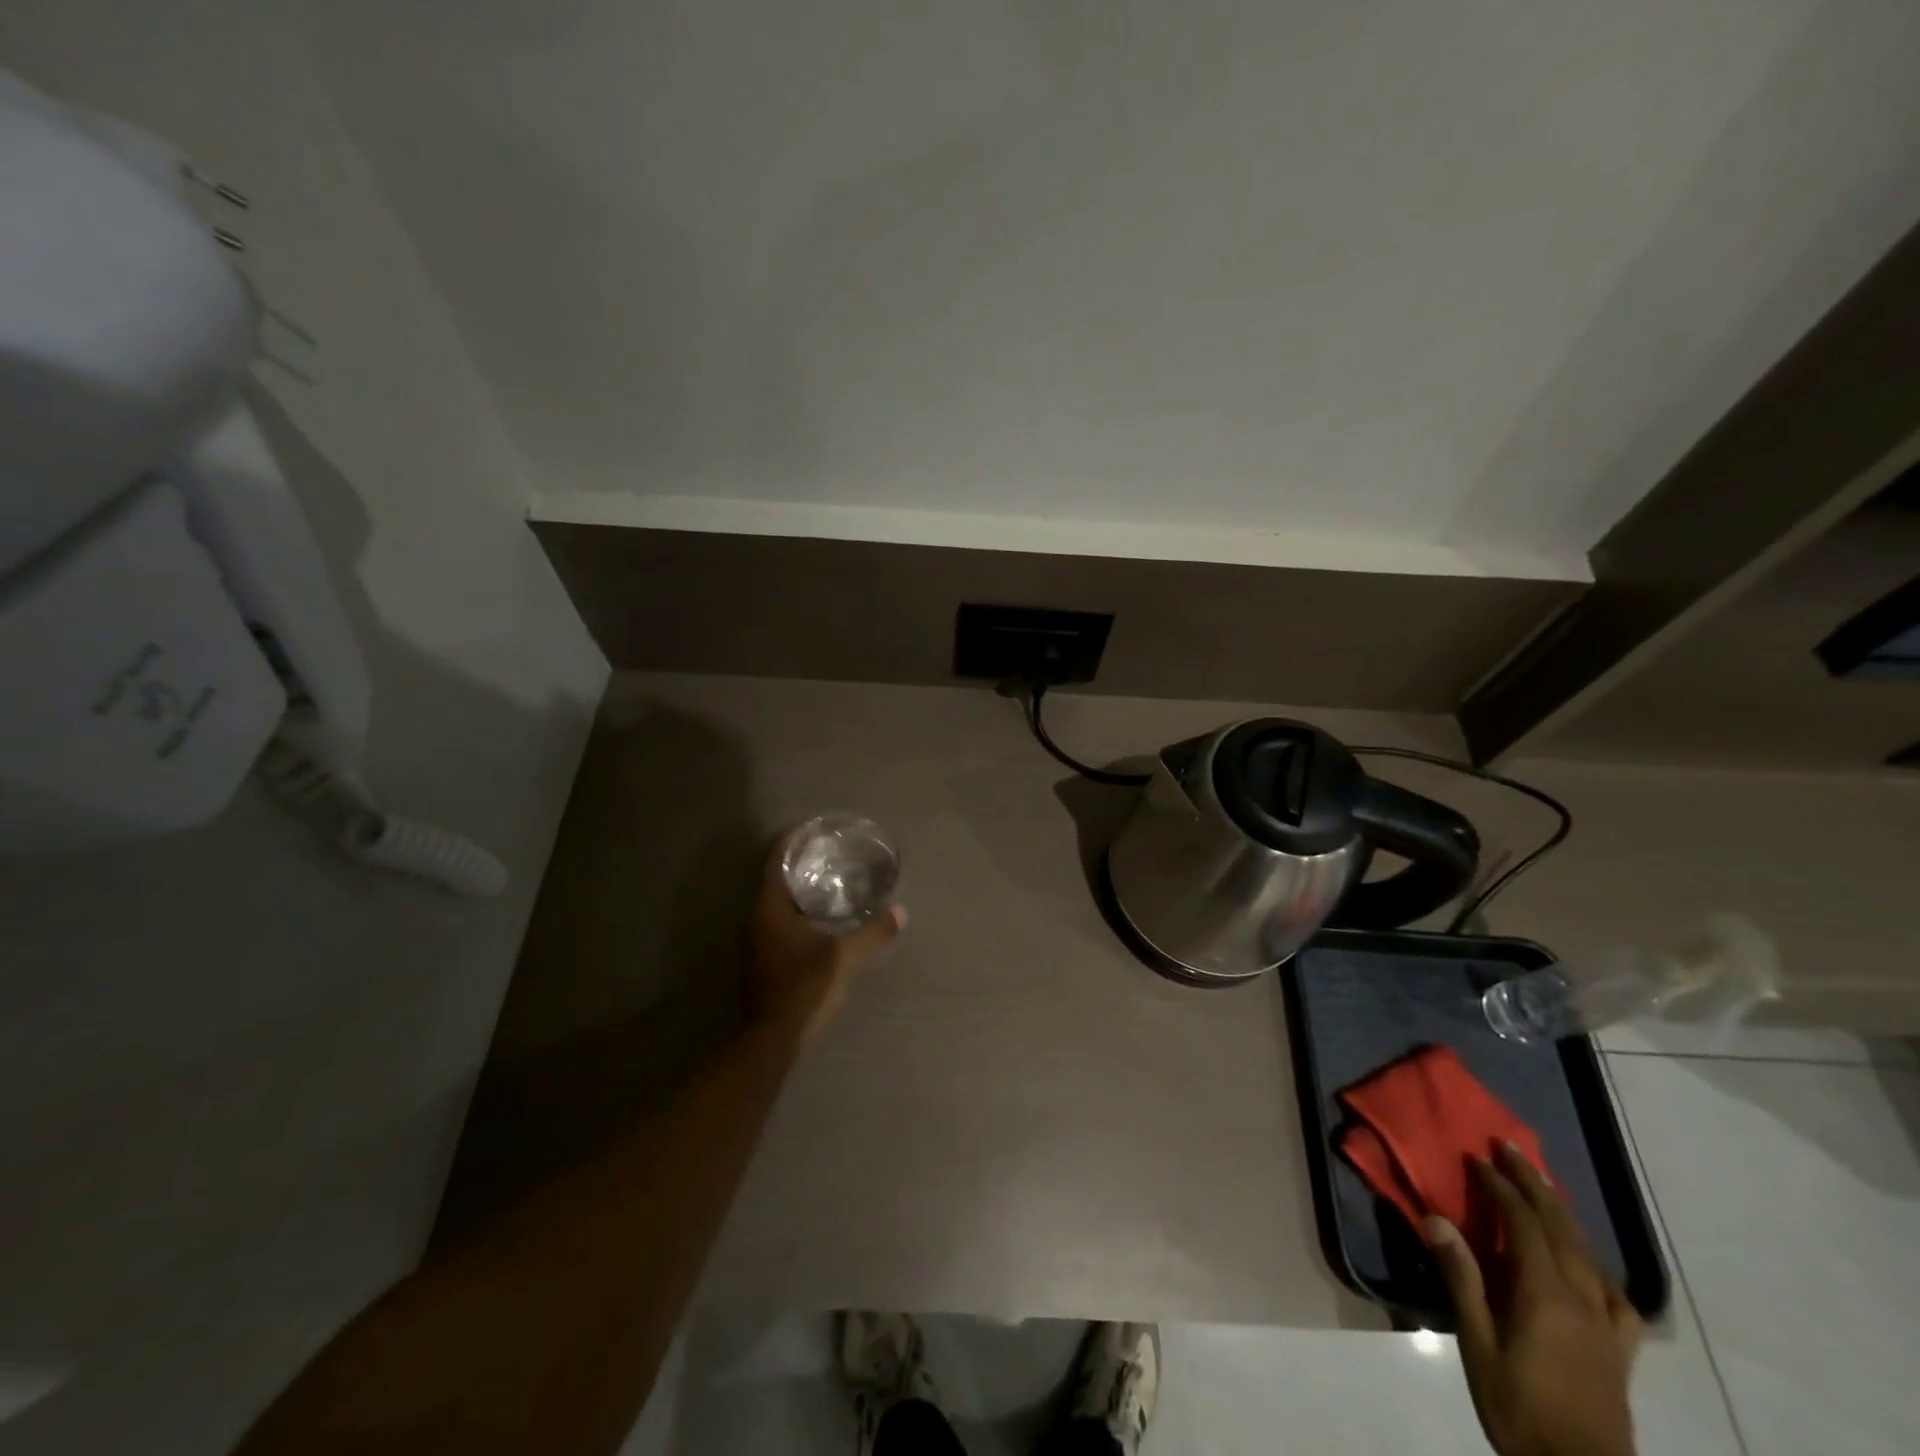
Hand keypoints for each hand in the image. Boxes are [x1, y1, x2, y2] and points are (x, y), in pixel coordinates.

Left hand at [746, 836, 906, 1042]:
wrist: (775, 1038)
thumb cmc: (805, 988)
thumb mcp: (844, 958)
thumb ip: (873, 932)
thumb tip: (900, 911)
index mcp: (770, 908)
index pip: (776, 859)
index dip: (793, 839)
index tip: (814, 827)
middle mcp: (758, 918)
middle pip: (777, 877)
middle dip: (801, 862)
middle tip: (831, 851)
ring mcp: (759, 940)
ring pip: (780, 901)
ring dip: (801, 887)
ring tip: (831, 879)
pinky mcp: (766, 959)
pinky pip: (782, 920)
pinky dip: (801, 909)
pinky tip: (824, 916)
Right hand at [1429, 1142, 1642, 1455]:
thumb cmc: (1520, 1411)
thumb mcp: (1478, 1347)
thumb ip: (1462, 1281)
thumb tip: (1437, 1219)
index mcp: (1546, 1296)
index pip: (1523, 1222)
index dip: (1500, 1185)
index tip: (1476, 1156)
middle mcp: (1582, 1300)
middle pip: (1560, 1227)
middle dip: (1533, 1183)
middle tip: (1509, 1148)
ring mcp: (1607, 1326)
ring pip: (1588, 1253)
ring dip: (1562, 1213)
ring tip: (1543, 1188)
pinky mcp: (1620, 1351)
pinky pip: (1615, 1295)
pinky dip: (1596, 1265)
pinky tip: (1587, 1266)